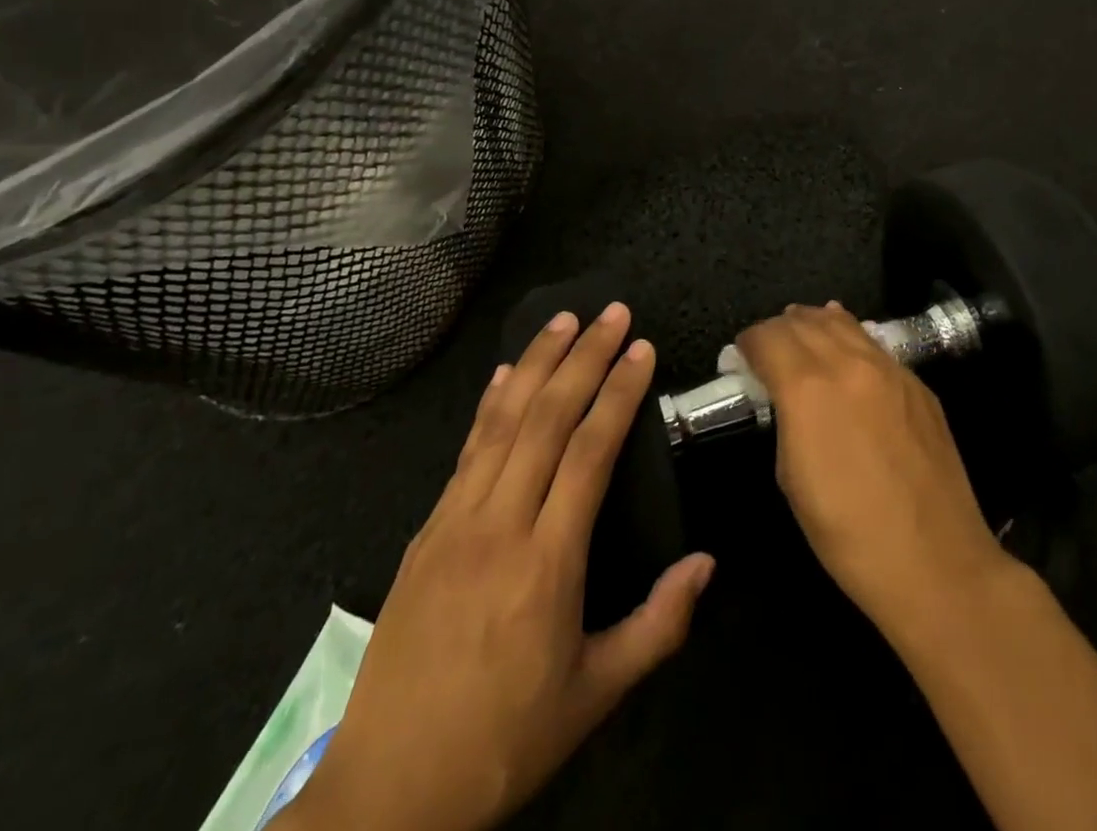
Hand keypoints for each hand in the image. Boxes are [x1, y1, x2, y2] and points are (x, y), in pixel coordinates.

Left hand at [285, 304, 714, 830]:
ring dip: (536, 362)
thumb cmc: (504, 741)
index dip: (619, 392)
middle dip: (584, 356)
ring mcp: (456, 520)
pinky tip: (505, 376)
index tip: (641, 349)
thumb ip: (658, 624)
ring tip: (564, 319)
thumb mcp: (595, 695)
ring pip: (502, 420)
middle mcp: (501, 523)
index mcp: (548, 561)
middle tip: (613, 312)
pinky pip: (466, 449)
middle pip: (547, 417)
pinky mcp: (427, 528)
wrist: (390, 790)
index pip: (590, 450)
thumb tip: (706, 562)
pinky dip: (490, 404)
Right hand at [733, 303, 1010, 640]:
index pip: (767, 337)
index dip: (748, 343)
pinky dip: (850, 337)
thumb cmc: (847, 533)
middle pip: (803, 321)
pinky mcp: (918, 384)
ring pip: (842, 323)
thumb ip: (784, 419)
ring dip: (814, 323)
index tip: (742, 357)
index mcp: (807, 388)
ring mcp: (889, 369)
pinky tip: (847, 348)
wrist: (935, 563)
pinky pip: (874, 344)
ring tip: (803, 332)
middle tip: (768, 348)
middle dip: (778, 329)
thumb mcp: (791, 477)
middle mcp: (847, 364)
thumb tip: (782, 396)